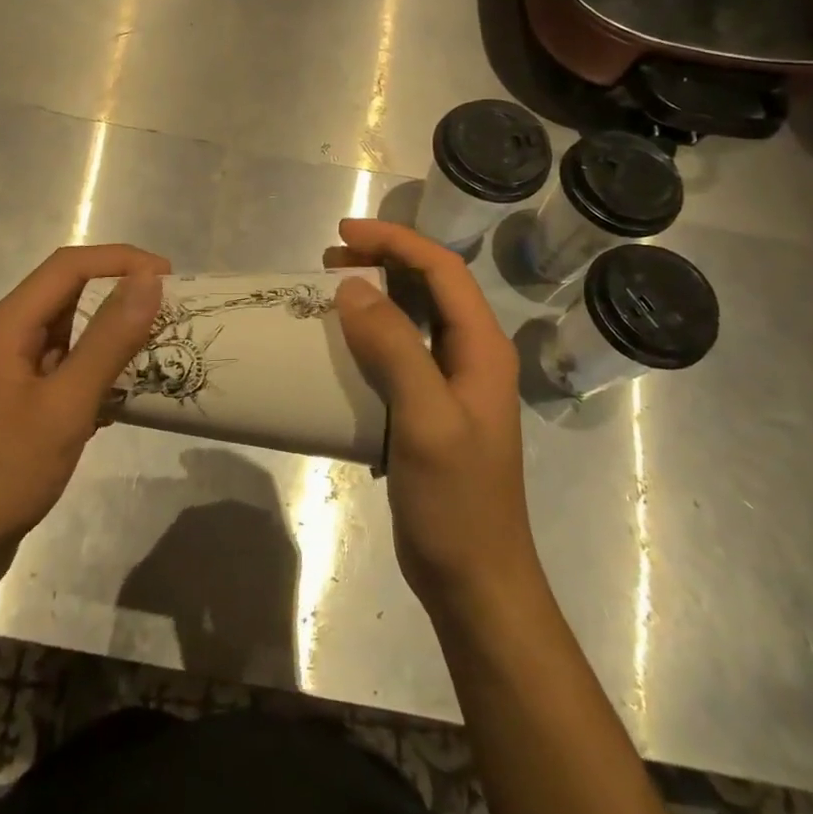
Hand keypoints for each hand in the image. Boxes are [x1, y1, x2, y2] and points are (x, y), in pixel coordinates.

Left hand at [0, 244, 169, 598]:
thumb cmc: (2, 472)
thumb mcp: (65, 404)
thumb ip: (108, 340)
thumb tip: (149, 280)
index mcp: (7, 325)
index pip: (69, 266)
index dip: (121, 260)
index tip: (169, 277)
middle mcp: (5, 338)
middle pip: (69, 296)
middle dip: (120, 298)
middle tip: (170, 315)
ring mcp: (9, 373)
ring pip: (69, 336)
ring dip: (112, 339)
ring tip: (158, 353)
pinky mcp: (17, 405)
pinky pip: (64, 371)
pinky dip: (97, 374)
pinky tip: (124, 401)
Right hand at [328, 219, 537, 620]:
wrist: (474, 579)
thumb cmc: (457, 500)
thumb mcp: (426, 419)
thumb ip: (395, 348)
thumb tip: (353, 289)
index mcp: (482, 348)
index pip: (443, 270)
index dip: (396, 241)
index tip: (344, 234)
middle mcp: (470, 356)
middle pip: (430, 286)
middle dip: (383, 260)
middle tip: (330, 258)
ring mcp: (450, 384)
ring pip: (413, 317)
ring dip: (375, 294)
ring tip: (330, 287)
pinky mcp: (427, 409)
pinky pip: (398, 352)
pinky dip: (369, 334)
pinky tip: (340, 343)